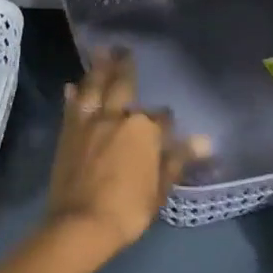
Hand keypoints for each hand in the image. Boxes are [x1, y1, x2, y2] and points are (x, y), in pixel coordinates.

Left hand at [42, 50, 202, 265]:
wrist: (81, 224)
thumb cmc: (128, 209)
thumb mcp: (160, 187)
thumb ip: (177, 160)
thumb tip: (205, 141)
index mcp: (144, 130)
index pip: (161, 117)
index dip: (165, 120)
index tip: (167, 121)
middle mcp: (116, 118)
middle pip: (123, 86)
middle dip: (125, 67)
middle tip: (123, 48)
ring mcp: (89, 123)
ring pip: (94, 88)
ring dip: (98, 69)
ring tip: (100, 52)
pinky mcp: (68, 134)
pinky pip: (72, 108)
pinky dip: (73, 95)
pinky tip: (71, 86)